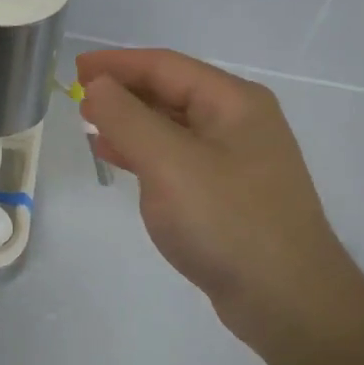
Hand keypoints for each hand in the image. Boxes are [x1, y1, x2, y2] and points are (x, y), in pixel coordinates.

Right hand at [77, 48, 363, 359]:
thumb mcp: (168, 163)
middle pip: (171, 92)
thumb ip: (127, 118)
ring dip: (130, 122)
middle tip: (78, 97)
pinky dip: (145, 153)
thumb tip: (98, 86)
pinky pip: (177, 158)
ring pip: (172, 126)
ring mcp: (236, 160)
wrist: (287, 300)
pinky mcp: (228, 194)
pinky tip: (120, 160)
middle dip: (123, 92)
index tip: (75, 68)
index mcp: (233, 102)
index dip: (117, 64)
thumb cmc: (227, 221)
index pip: (165, 66)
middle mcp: (239, 122)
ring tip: (90, 125)